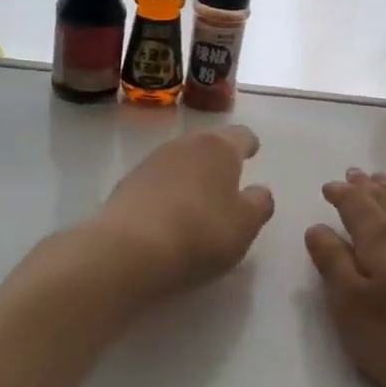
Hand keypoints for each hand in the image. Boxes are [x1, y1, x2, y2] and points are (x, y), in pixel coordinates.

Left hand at [89, 125, 275, 300]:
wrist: (129, 250)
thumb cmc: (201, 232)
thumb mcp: (246, 224)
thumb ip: (259, 203)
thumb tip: (258, 191)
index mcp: (219, 147)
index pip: (241, 135)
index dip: (249, 145)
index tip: (252, 152)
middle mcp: (184, 145)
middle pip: (207, 145)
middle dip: (218, 160)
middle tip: (227, 182)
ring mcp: (151, 162)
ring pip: (180, 162)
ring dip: (190, 176)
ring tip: (197, 203)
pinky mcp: (126, 185)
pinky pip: (156, 183)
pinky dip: (166, 194)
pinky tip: (168, 217)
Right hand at [304, 169, 385, 386]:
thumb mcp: (351, 307)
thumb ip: (332, 264)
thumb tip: (318, 228)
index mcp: (379, 238)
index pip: (354, 205)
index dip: (340, 194)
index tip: (328, 187)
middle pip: (385, 198)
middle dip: (366, 186)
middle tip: (354, 174)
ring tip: (384, 182)